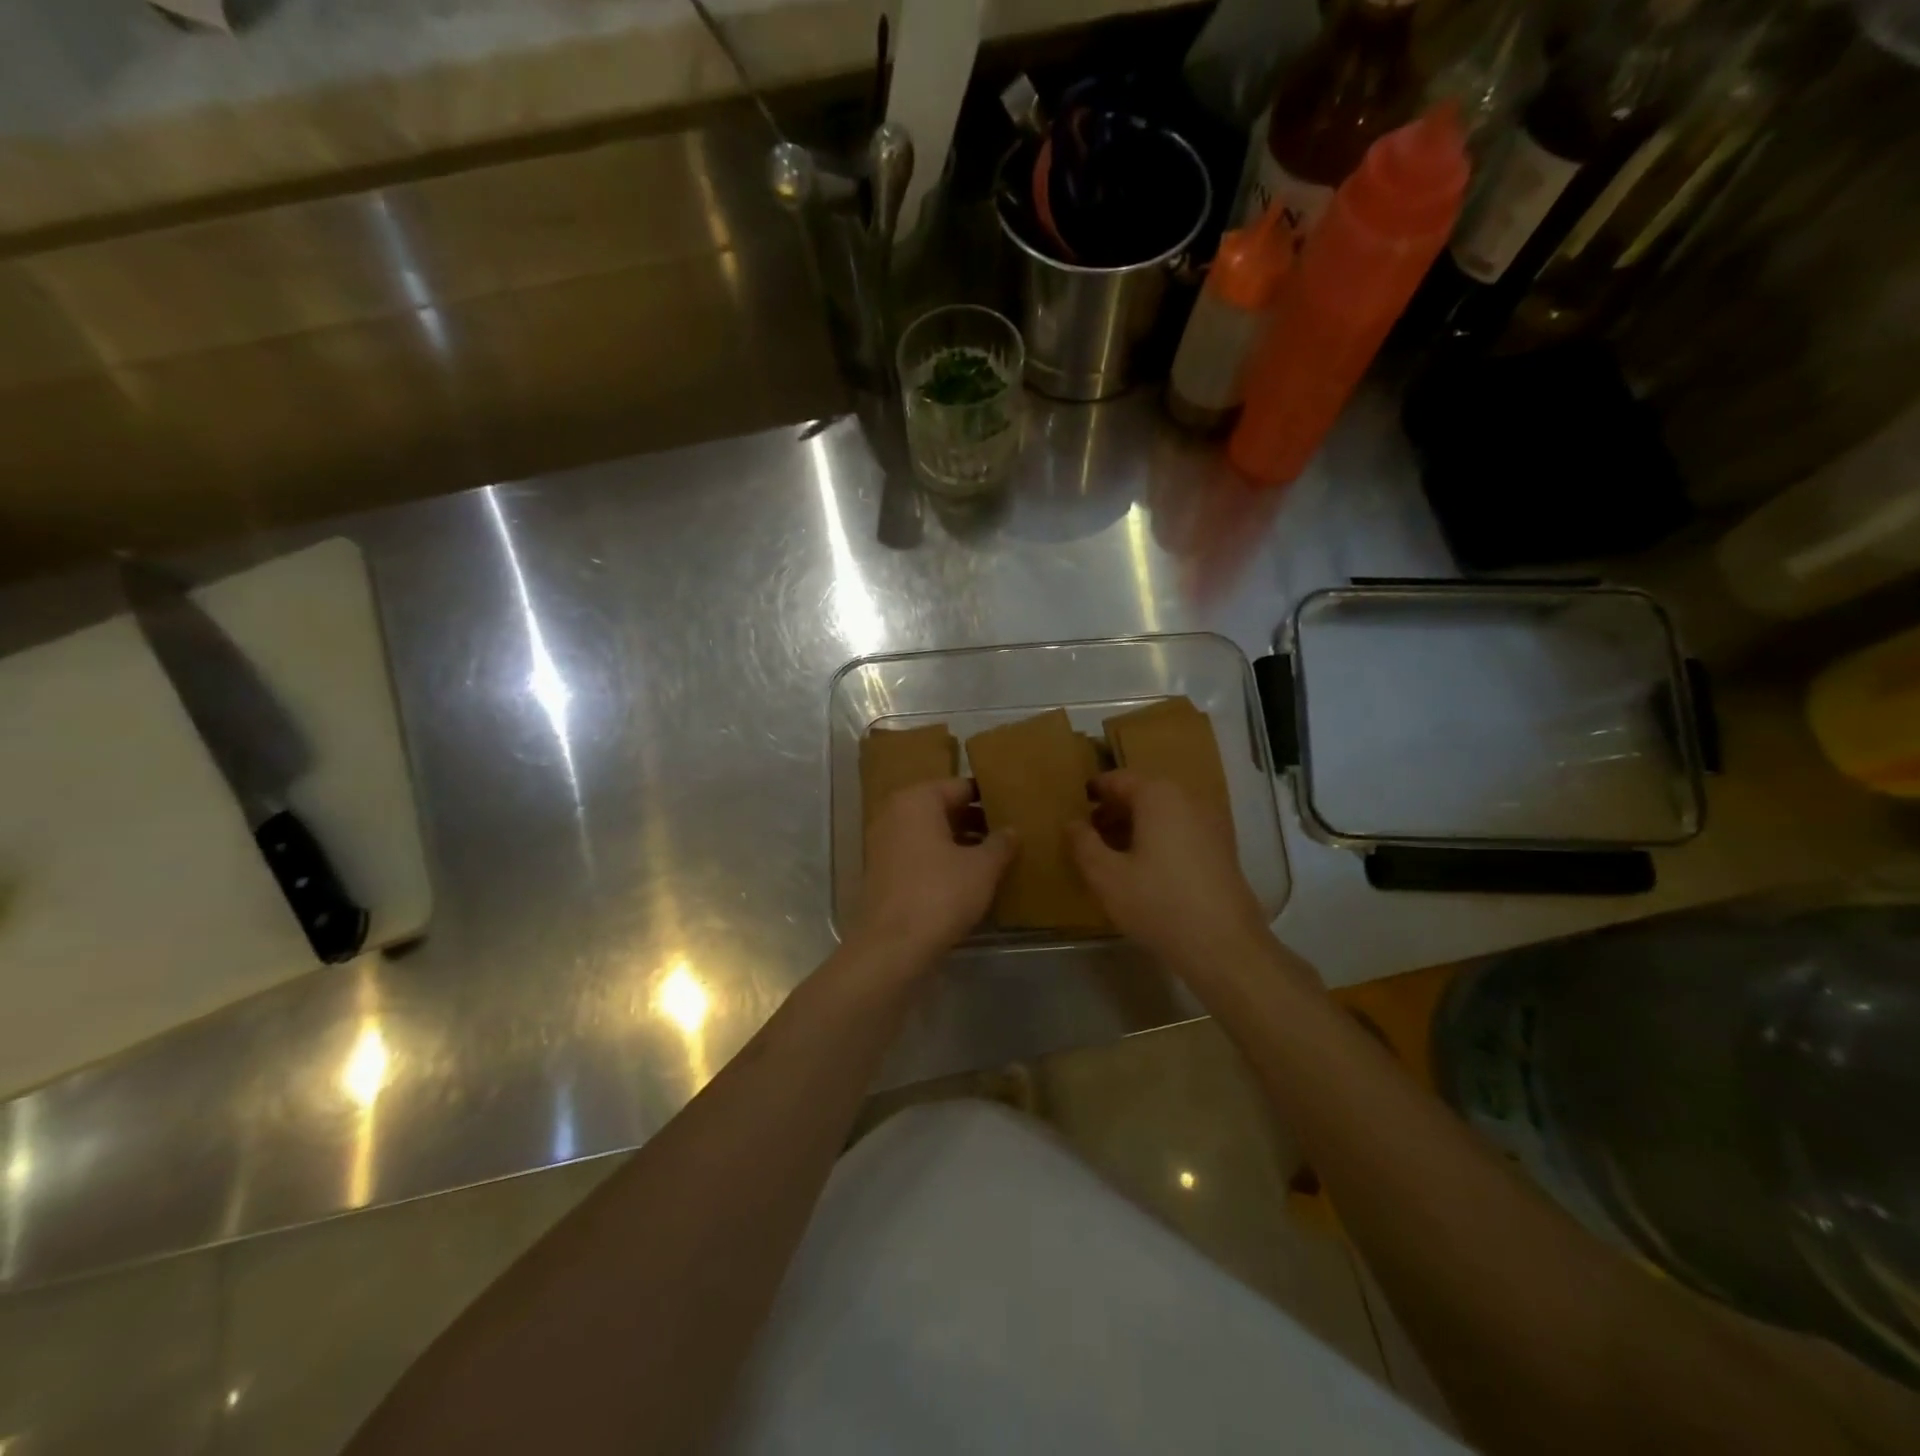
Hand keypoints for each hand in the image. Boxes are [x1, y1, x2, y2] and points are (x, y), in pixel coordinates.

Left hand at [852, 778, 1016, 965]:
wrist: (893, 946)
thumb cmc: (940, 894)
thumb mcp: (982, 868)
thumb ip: (1000, 843)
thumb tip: (1012, 830)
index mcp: (917, 800)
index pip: (961, 787)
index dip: (990, 797)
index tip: (1014, 808)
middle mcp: (895, 813)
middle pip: (943, 808)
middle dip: (975, 820)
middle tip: (1008, 833)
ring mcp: (884, 842)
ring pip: (931, 832)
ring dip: (960, 841)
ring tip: (995, 856)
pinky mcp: (882, 871)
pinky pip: (918, 853)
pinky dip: (941, 859)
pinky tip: (968, 877)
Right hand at [1066, 771, 1272, 973]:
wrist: (1223, 945)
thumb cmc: (1157, 903)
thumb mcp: (1105, 875)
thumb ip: (1083, 843)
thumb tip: (1073, 823)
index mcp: (1158, 796)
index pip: (1119, 779)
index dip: (1096, 790)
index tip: (1079, 802)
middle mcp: (1188, 799)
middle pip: (1144, 793)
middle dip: (1116, 809)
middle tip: (1091, 831)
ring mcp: (1211, 823)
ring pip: (1164, 812)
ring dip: (1137, 824)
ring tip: (1114, 851)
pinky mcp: (1223, 848)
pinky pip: (1182, 829)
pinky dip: (1160, 837)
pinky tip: (1146, 867)